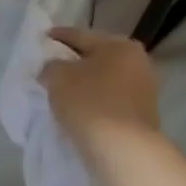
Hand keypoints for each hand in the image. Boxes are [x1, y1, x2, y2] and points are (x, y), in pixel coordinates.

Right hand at [41, 26, 160, 167]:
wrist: (123, 150)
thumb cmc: (89, 102)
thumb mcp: (58, 77)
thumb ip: (51, 66)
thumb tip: (54, 69)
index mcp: (119, 45)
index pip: (80, 35)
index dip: (57, 37)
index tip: (41, 39)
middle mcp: (137, 62)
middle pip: (96, 57)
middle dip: (73, 61)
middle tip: (50, 66)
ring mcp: (144, 89)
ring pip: (104, 80)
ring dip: (84, 83)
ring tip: (61, 90)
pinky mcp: (142, 114)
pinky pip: (110, 99)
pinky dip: (94, 100)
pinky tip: (78, 107)